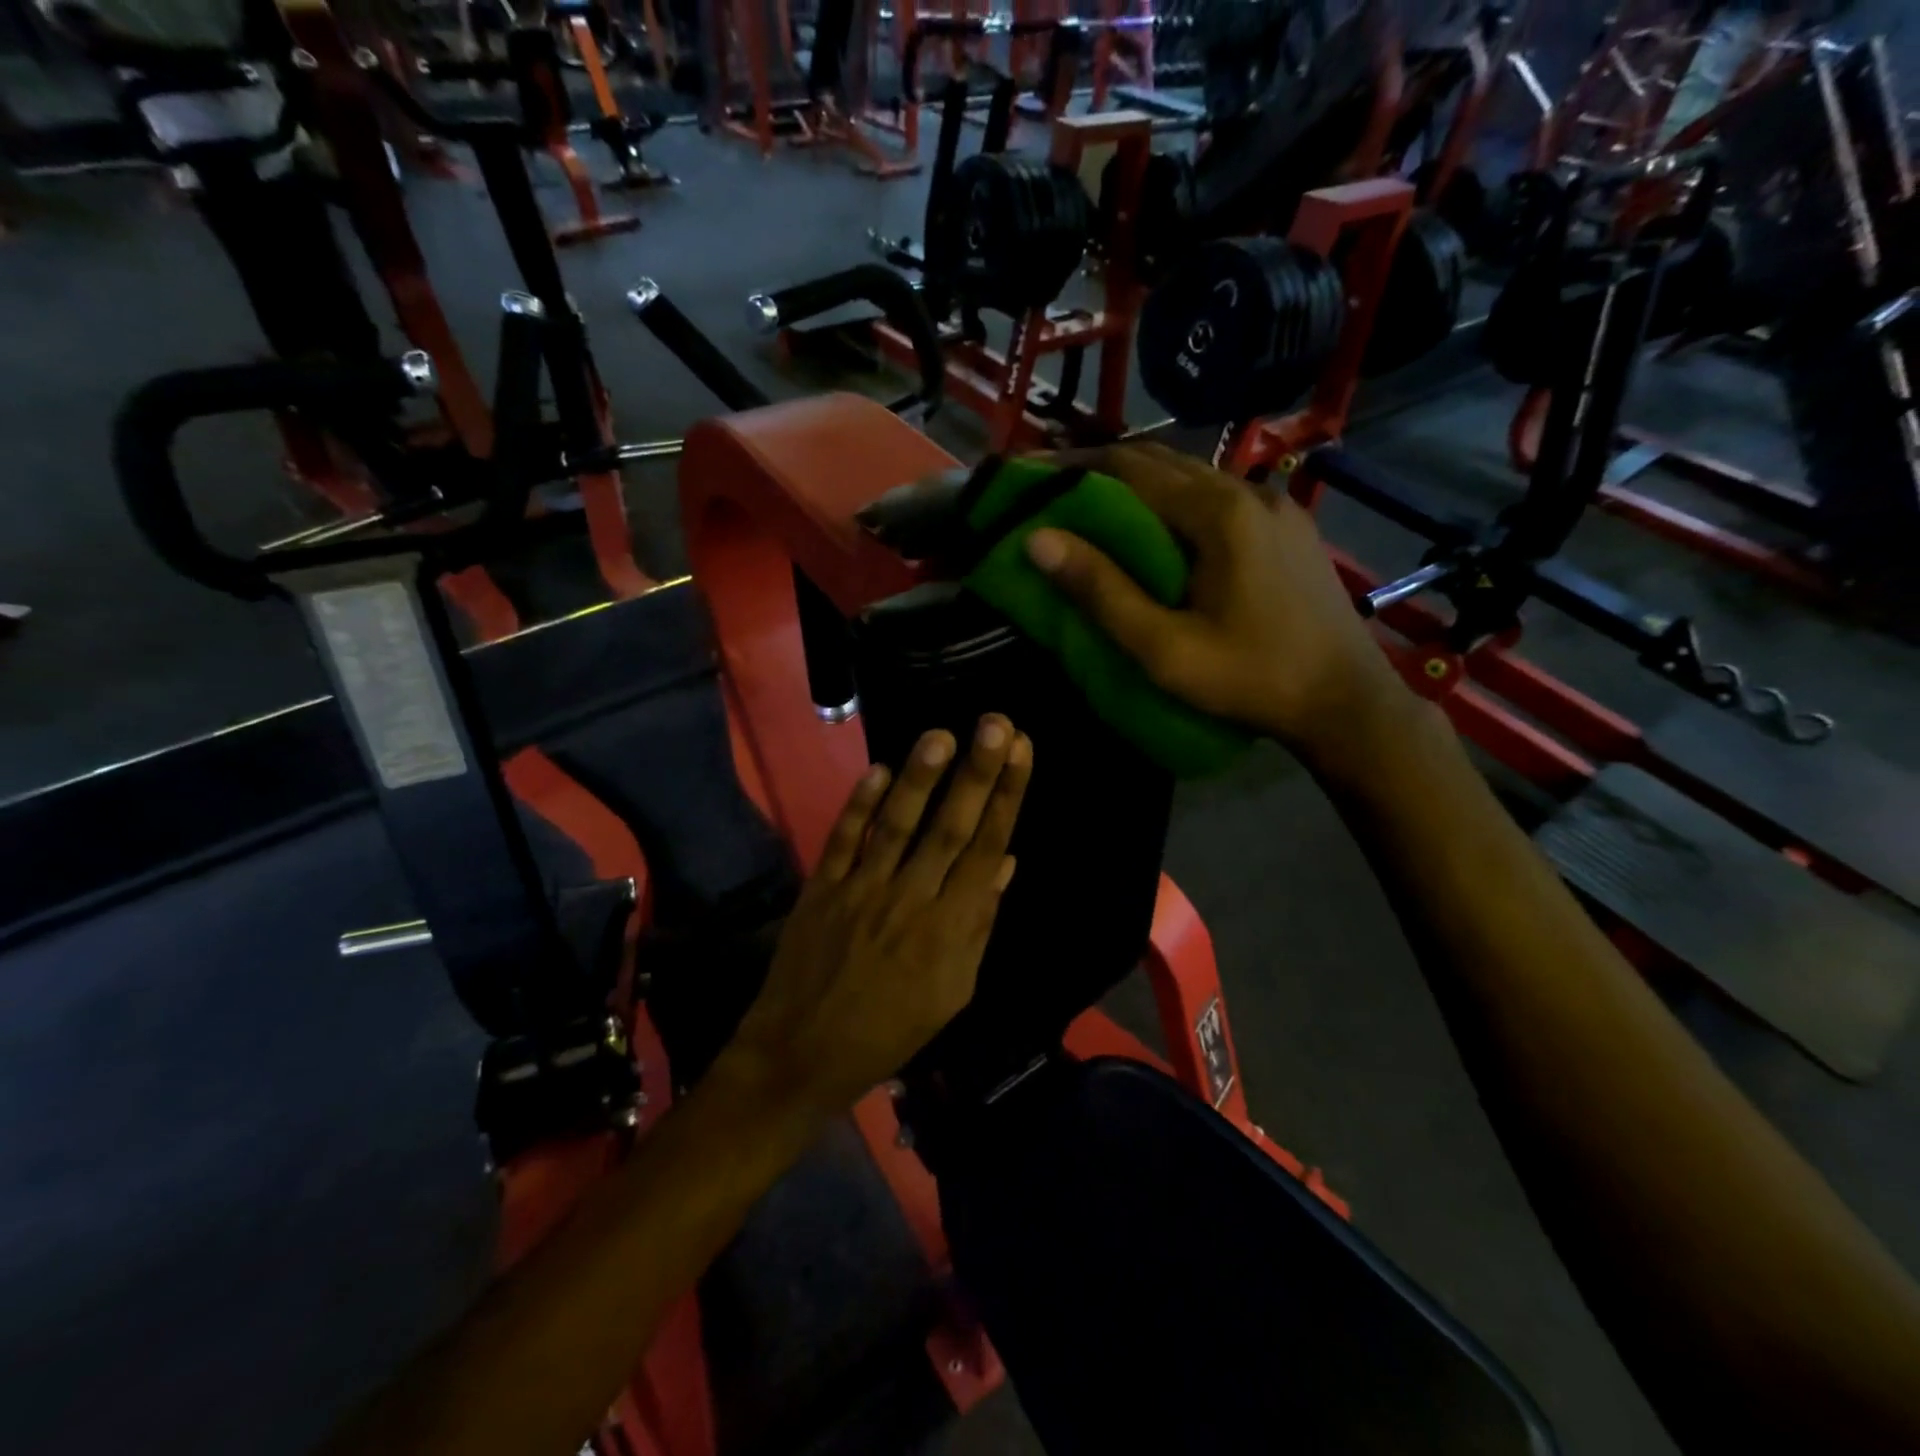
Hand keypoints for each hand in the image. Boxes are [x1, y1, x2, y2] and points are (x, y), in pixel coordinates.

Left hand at [717, 716, 1033, 1113]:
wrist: (804, 1054)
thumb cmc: (890, 1029)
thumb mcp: (953, 991)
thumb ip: (978, 924)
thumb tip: (1006, 863)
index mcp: (950, 928)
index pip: (988, 849)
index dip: (1007, 797)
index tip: (1022, 751)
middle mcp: (911, 900)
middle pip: (951, 828)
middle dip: (978, 773)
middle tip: (996, 722)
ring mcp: (862, 891)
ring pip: (898, 825)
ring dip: (920, 778)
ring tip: (942, 734)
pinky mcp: (822, 889)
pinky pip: (843, 841)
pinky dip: (859, 805)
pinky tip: (877, 769)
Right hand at [1025, 443, 1409, 770]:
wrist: (1346, 702)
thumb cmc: (1250, 680)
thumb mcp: (1164, 648)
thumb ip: (1102, 592)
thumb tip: (1037, 540)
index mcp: (1218, 513)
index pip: (1129, 468)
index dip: (1073, 468)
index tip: (1029, 474)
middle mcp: (1249, 490)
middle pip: (1161, 461)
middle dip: (1101, 469)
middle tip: (1051, 487)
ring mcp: (1275, 505)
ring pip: (1192, 476)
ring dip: (1139, 483)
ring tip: (1094, 503)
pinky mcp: (1288, 526)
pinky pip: (1218, 496)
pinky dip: (1175, 499)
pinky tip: (1159, 527)